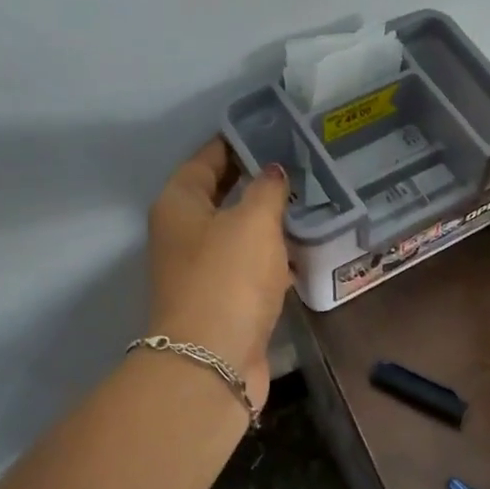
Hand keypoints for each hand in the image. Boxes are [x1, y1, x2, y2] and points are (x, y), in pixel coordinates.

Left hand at [147, 138, 292, 409]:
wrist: (213, 360)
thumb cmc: (228, 277)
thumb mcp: (252, 221)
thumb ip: (267, 189)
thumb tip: (273, 172)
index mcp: (179, 204)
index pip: (207, 158)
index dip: (236, 140)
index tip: (272, 128)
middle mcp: (184, 232)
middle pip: (221, 193)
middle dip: (256, 178)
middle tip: (300, 161)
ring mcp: (203, 268)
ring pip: (238, 230)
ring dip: (267, 218)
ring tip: (310, 197)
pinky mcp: (224, 298)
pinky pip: (250, 263)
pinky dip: (272, 253)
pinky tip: (303, 245)